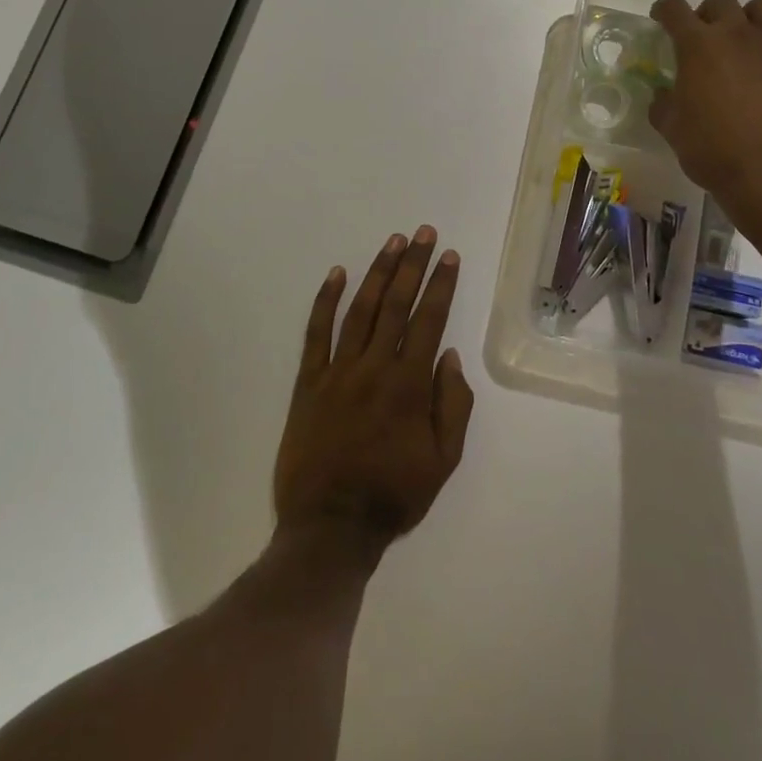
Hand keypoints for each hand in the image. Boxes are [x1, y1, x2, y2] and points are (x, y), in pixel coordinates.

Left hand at [274, 228, 474, 559]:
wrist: (330, 527)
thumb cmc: (393, 494)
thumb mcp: (443, 460)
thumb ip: (452, 405)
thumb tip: (449, 355)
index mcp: (409, 385)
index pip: (429, 320)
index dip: (441, 285)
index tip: (449, 257)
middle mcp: (374, 367)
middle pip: (396, 304)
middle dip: (412, 264)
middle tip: (423, 233)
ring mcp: (338, 371)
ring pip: (360, 310)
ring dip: (377, 272)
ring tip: (392, 242)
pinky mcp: (308, 382)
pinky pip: (316, 333)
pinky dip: (326, 301)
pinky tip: (337, 274)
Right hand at [650, 0, 761, 230]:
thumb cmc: (711, 151)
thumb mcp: (671, 128)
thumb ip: (663, 104)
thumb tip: (664, 95)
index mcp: (697, 46)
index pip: (674, 9)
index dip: (664, 10)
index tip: (662, 19)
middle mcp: (736, 33)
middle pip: (721, 1)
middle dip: (708, 14)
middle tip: (705, 38)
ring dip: (753, 13)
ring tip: (748, 34)